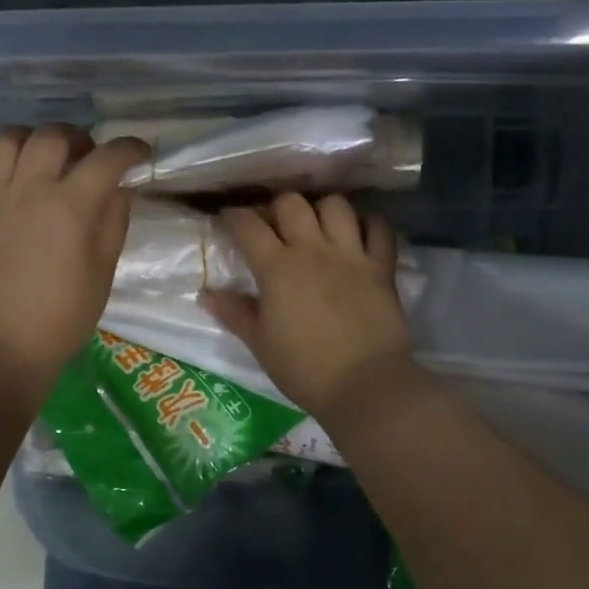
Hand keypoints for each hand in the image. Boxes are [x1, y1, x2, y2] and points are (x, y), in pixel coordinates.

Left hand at [0, 125, 150, 390]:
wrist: (1, 346)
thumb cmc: (62, 316)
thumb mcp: (103, 271)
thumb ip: (114, 220)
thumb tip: (120, 186)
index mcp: (70, 206)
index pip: (107, 158)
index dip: (130, 149)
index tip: (139, 154)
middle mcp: (28, 189)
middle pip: (53, 135)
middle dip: (78, 138)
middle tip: (86, 158)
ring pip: (7, 139)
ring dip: (30, 140)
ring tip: (41, 160)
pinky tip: (5, 178)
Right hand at [201, 193, 414, 427]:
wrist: (365, 386)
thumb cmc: (304, 369)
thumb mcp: (260, 344)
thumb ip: (234, 313)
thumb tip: (206, 294)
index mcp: (277, 268)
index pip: (248, 225)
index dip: (233, 216)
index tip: (227, 220)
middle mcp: (313, 250)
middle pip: (291, 203)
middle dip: (276, 207)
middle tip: (273, 225)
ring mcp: (351, 255)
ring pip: (336, 205)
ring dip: (321, 209)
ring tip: (316, 226)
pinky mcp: (381, 267)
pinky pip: (378, 228)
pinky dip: (368, 224)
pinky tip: (358, 234)